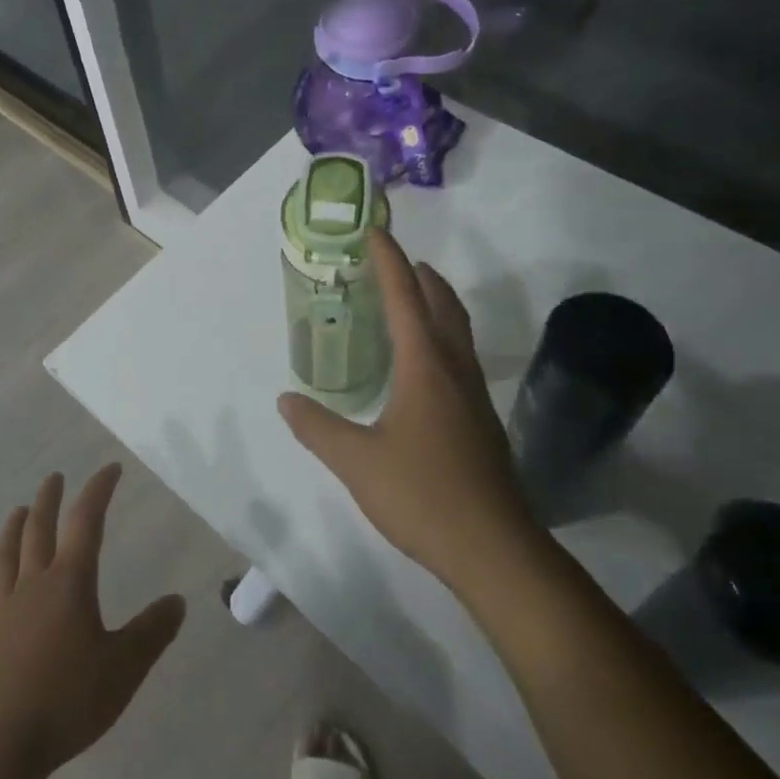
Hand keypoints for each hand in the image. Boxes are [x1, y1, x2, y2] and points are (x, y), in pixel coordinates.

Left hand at [0, 464, 185, 777]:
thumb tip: (177, 600)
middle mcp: (34, 583)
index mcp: (69, 582)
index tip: (110, 469)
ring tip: (21, 509)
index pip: (86, 521)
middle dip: (50, 498)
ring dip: (15, 525)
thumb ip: (152, 632)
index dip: (98, 490)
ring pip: (8, 553)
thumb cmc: (67, 700)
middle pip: (39, 528)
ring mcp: (4, 608)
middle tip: (55, 477)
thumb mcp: (124, 668)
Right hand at [278, 229, 538, 588]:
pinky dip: (442, 336)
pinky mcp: (481, 419)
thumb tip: (287, 401)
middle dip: (420, 275)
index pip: (404, 296)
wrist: (493, 547)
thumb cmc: (421, 494)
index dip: (388, 260)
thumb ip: (317, 427)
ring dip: (437, 302)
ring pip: (458, 330)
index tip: (375, 231)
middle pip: (442, 303)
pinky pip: (460, 356)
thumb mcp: (355, 461)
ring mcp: (473, 394)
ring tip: (413, 298)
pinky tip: (424, 364)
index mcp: (424, 366)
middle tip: (393, 260)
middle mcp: (454, 369)